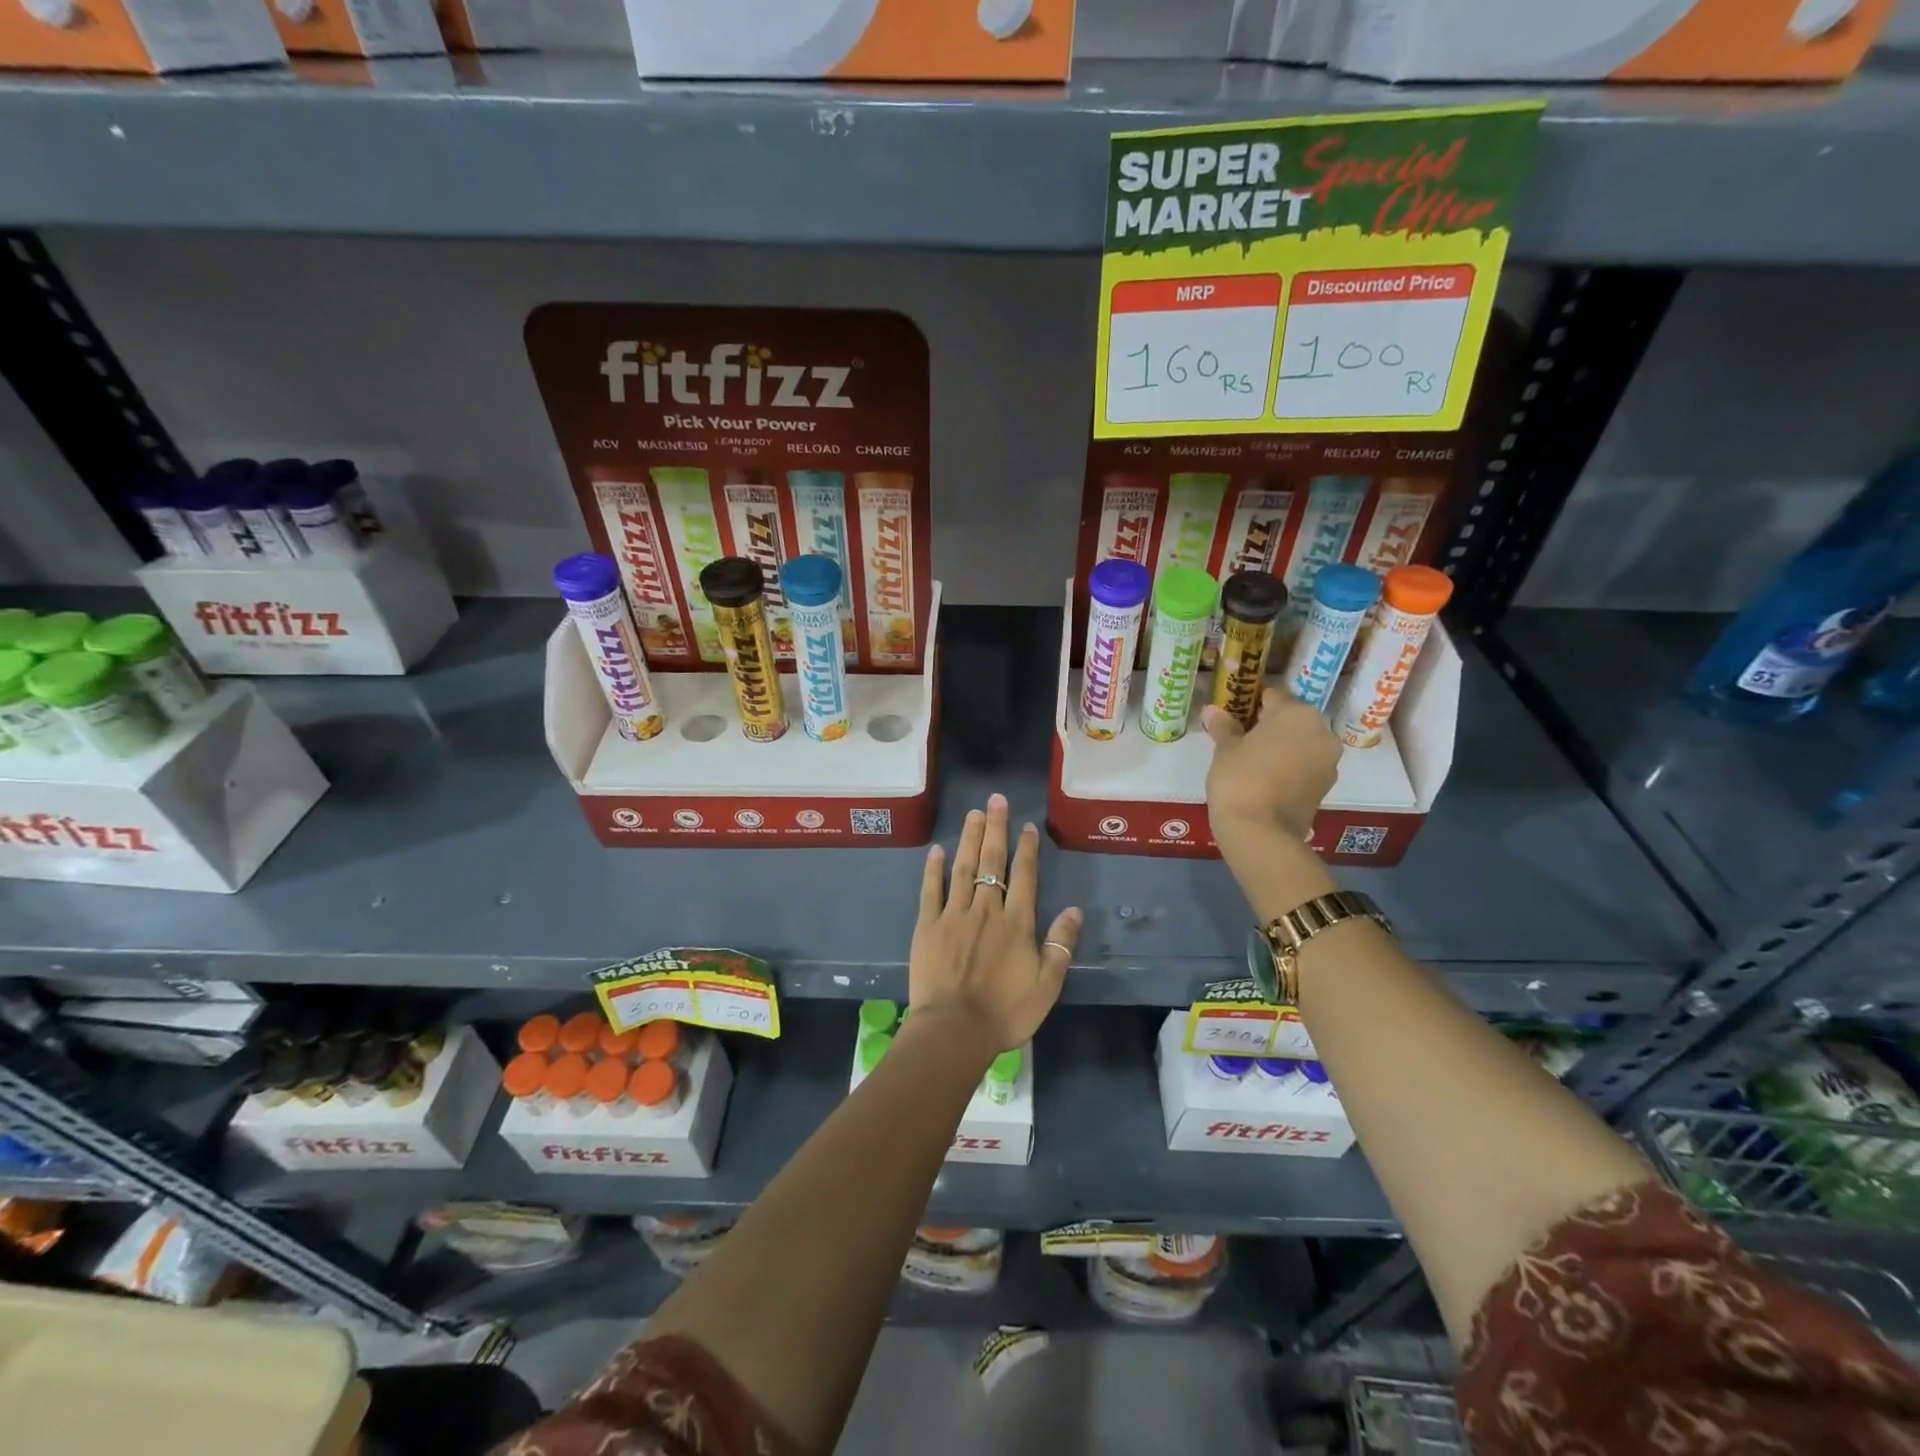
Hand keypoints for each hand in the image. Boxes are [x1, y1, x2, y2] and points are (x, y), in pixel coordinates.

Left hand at [908, 793, 1080, 1054]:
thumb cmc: (1005, 1012)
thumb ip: (1060, 945)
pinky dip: (934, 869)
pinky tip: (937, 850)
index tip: (1026, 825)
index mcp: (1016, 923)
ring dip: (969, 839)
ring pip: (963, 868)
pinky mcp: (928, 926)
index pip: (1024, 876)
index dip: (1026, 849)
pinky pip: (931, 890)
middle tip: (996, 800)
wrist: (954, 1030)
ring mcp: (954, 915)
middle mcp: (986, 910)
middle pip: (992, 862)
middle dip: (995, 829)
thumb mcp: (1047, 985)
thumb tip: (1075, 910)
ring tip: (973, 814)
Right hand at [1201, 686, 1339, 846]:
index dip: (1251, 703)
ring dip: (1281, 748)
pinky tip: (1264, 780)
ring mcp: (1328, 763)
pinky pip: (1304, 767)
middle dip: (1269, 727)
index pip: (1273, 696)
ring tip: (1251, 762)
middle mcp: (1322, 733)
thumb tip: (1212, 711)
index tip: (1233, 715)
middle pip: (1291, 721)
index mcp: (1299, 714)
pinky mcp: (1326, 788)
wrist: (1260, 832)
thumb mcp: (1225, 749)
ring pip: (1301, 745)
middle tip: (1240, 739)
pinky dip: (1288, 768)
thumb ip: (1223, 727)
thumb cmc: (1240, 778)